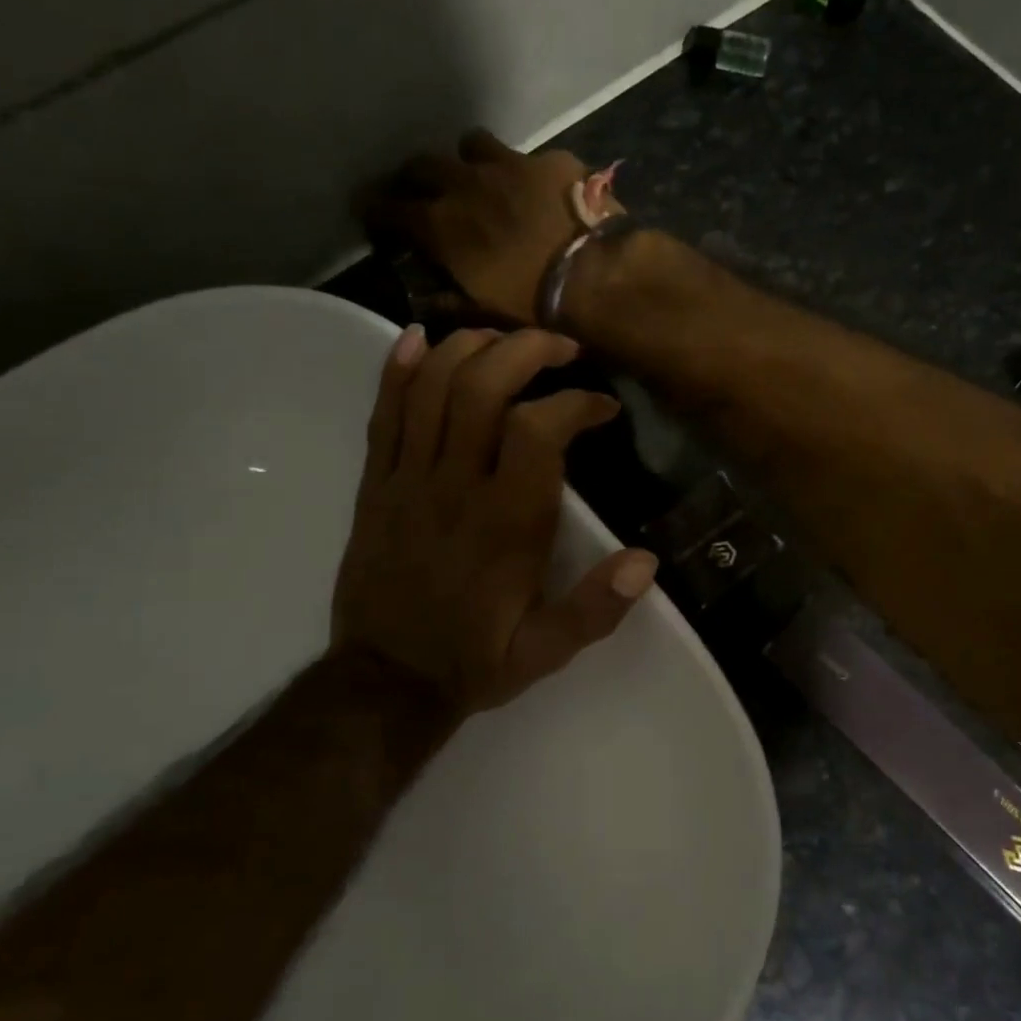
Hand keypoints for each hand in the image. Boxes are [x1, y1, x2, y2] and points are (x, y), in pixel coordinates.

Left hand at [329, 324, 658, 718]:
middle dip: (525, 350)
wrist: (386, 682)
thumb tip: (646, 560)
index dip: (576, 403)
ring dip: (469, 347)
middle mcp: (455, 489)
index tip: (602, 408)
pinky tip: (417, 338)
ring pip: (430, 388)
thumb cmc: (473, 661)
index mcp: (505, 525)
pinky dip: (397, 370)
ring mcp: (407, 482)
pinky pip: (382, 415)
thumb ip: (596, 609)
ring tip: (503, 339)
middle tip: (560, 349)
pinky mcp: (375, 486)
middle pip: (481, 387)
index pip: (539, 432)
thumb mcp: (546, 650)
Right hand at [357, 130, 620, 325]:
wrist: (598, 277)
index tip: (369, 211)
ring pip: (471, 145)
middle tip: (423, 194)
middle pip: (423, 165)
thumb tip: (424, 300)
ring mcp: (509, 165)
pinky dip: (522, 171)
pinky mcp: (550, 160)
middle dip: (416, 178)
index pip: (389, 208)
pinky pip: (525, 155)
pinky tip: (537, 190)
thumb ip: (449, 302)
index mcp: (442, 226)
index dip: (375, 209)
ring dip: (467, 161)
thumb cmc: (536, 306)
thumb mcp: (484, 314)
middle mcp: (466, 185)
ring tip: (479, 179)